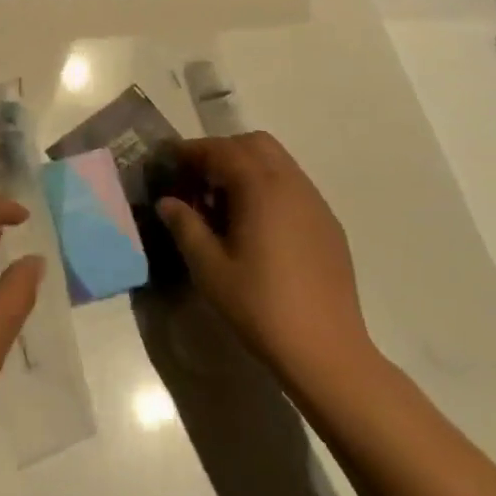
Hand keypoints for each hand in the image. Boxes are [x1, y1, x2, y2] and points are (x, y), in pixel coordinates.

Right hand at [157, 132, 377, 397]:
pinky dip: (268, 187)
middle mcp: (292, 184)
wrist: (326, 350)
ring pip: (277, 162)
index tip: (169, 162)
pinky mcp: (328, 225)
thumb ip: (185, 226)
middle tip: (197, 181)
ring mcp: (315, 203)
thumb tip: (167, 202)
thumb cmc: (260, 306)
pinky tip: (255, 225)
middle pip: (254, 144)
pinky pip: (294, 186)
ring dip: (247, 168)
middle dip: (222, 152)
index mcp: (261, 188)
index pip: (222, 150)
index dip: (192, 151)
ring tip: (223, 204)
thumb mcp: (209, 268)